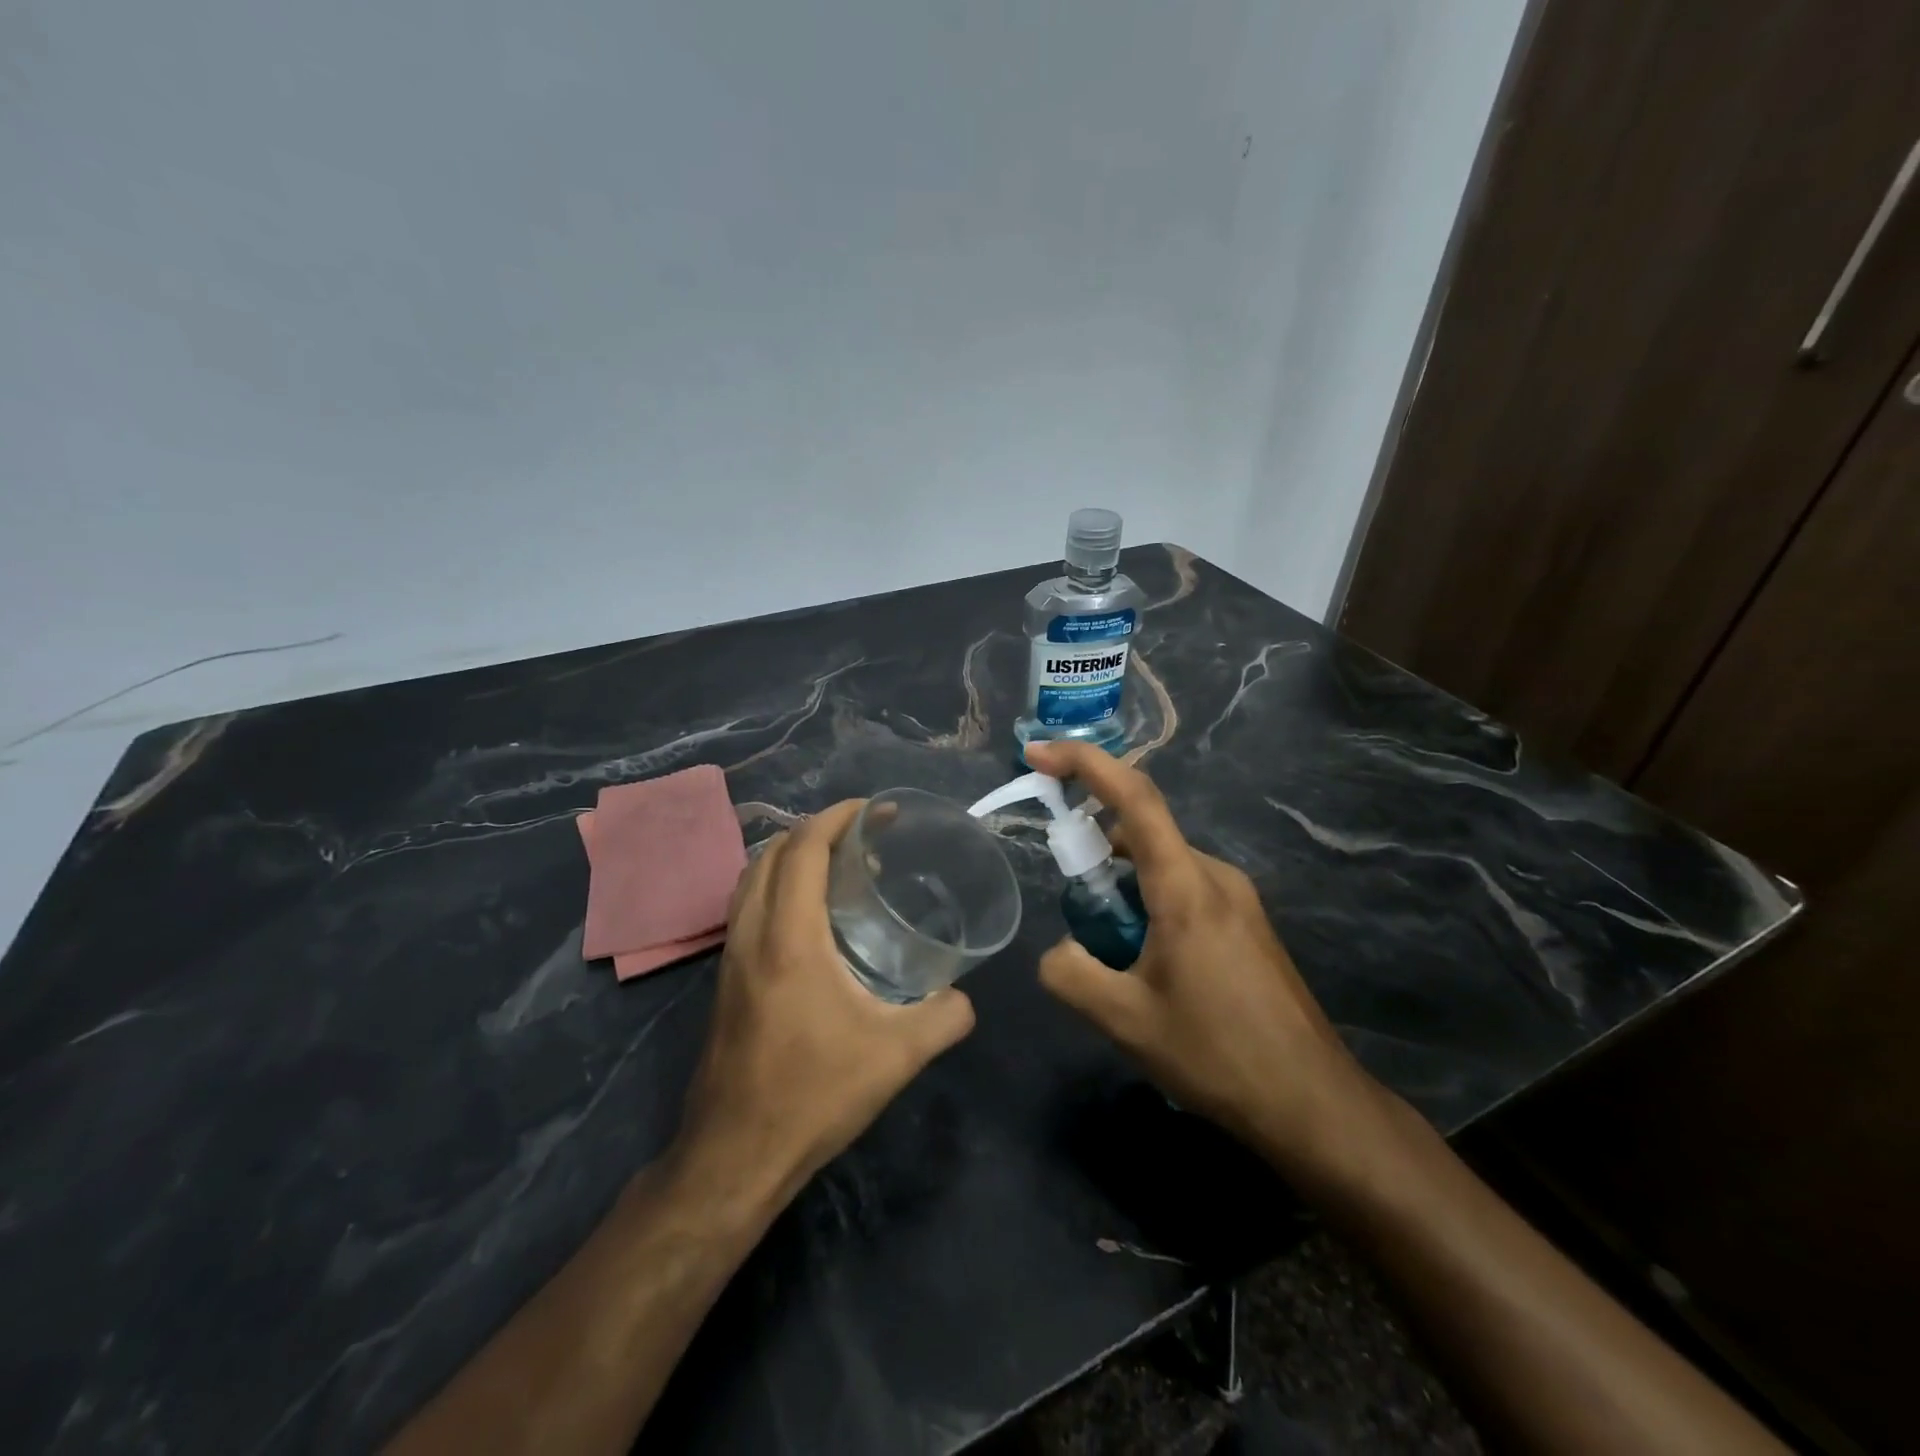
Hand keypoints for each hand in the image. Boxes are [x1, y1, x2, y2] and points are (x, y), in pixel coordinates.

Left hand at [672, 800, 975, 1207]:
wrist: (734, 1156)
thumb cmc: (814, 1095)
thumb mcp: (897, 1056)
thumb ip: (944, 1018)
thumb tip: (965, 997)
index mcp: (788, 938)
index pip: (802, 850)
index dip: (837, 818)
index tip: (875, 810)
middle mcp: (751, 935)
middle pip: (771, 853)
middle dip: (815, 830)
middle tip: (864, 836)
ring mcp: (731, 958)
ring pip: (752, 879)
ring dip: (792, 856)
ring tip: (840, 868)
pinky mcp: (726, 981)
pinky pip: (747, 908)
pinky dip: (777, 887)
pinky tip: (813, 918)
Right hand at [1022, 742, 1394, 1186]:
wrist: (1313, 1104)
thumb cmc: (1218, 1054)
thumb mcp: (1125, 1021)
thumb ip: (1071, 973)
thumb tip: (1058, 951)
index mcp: (1186, 886)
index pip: (1133, 798)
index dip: (1083, 763)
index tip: (1036, 754)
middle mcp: (1216, 877)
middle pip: (1142, 835)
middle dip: (1095, 857)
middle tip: (1077, 918)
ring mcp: (1238, 900)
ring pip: (1161, 869)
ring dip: (1123, 892)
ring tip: (1115, 961)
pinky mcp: (1247, 925)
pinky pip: (1184, 892)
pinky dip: (1149, 908)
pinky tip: (1150, 970)